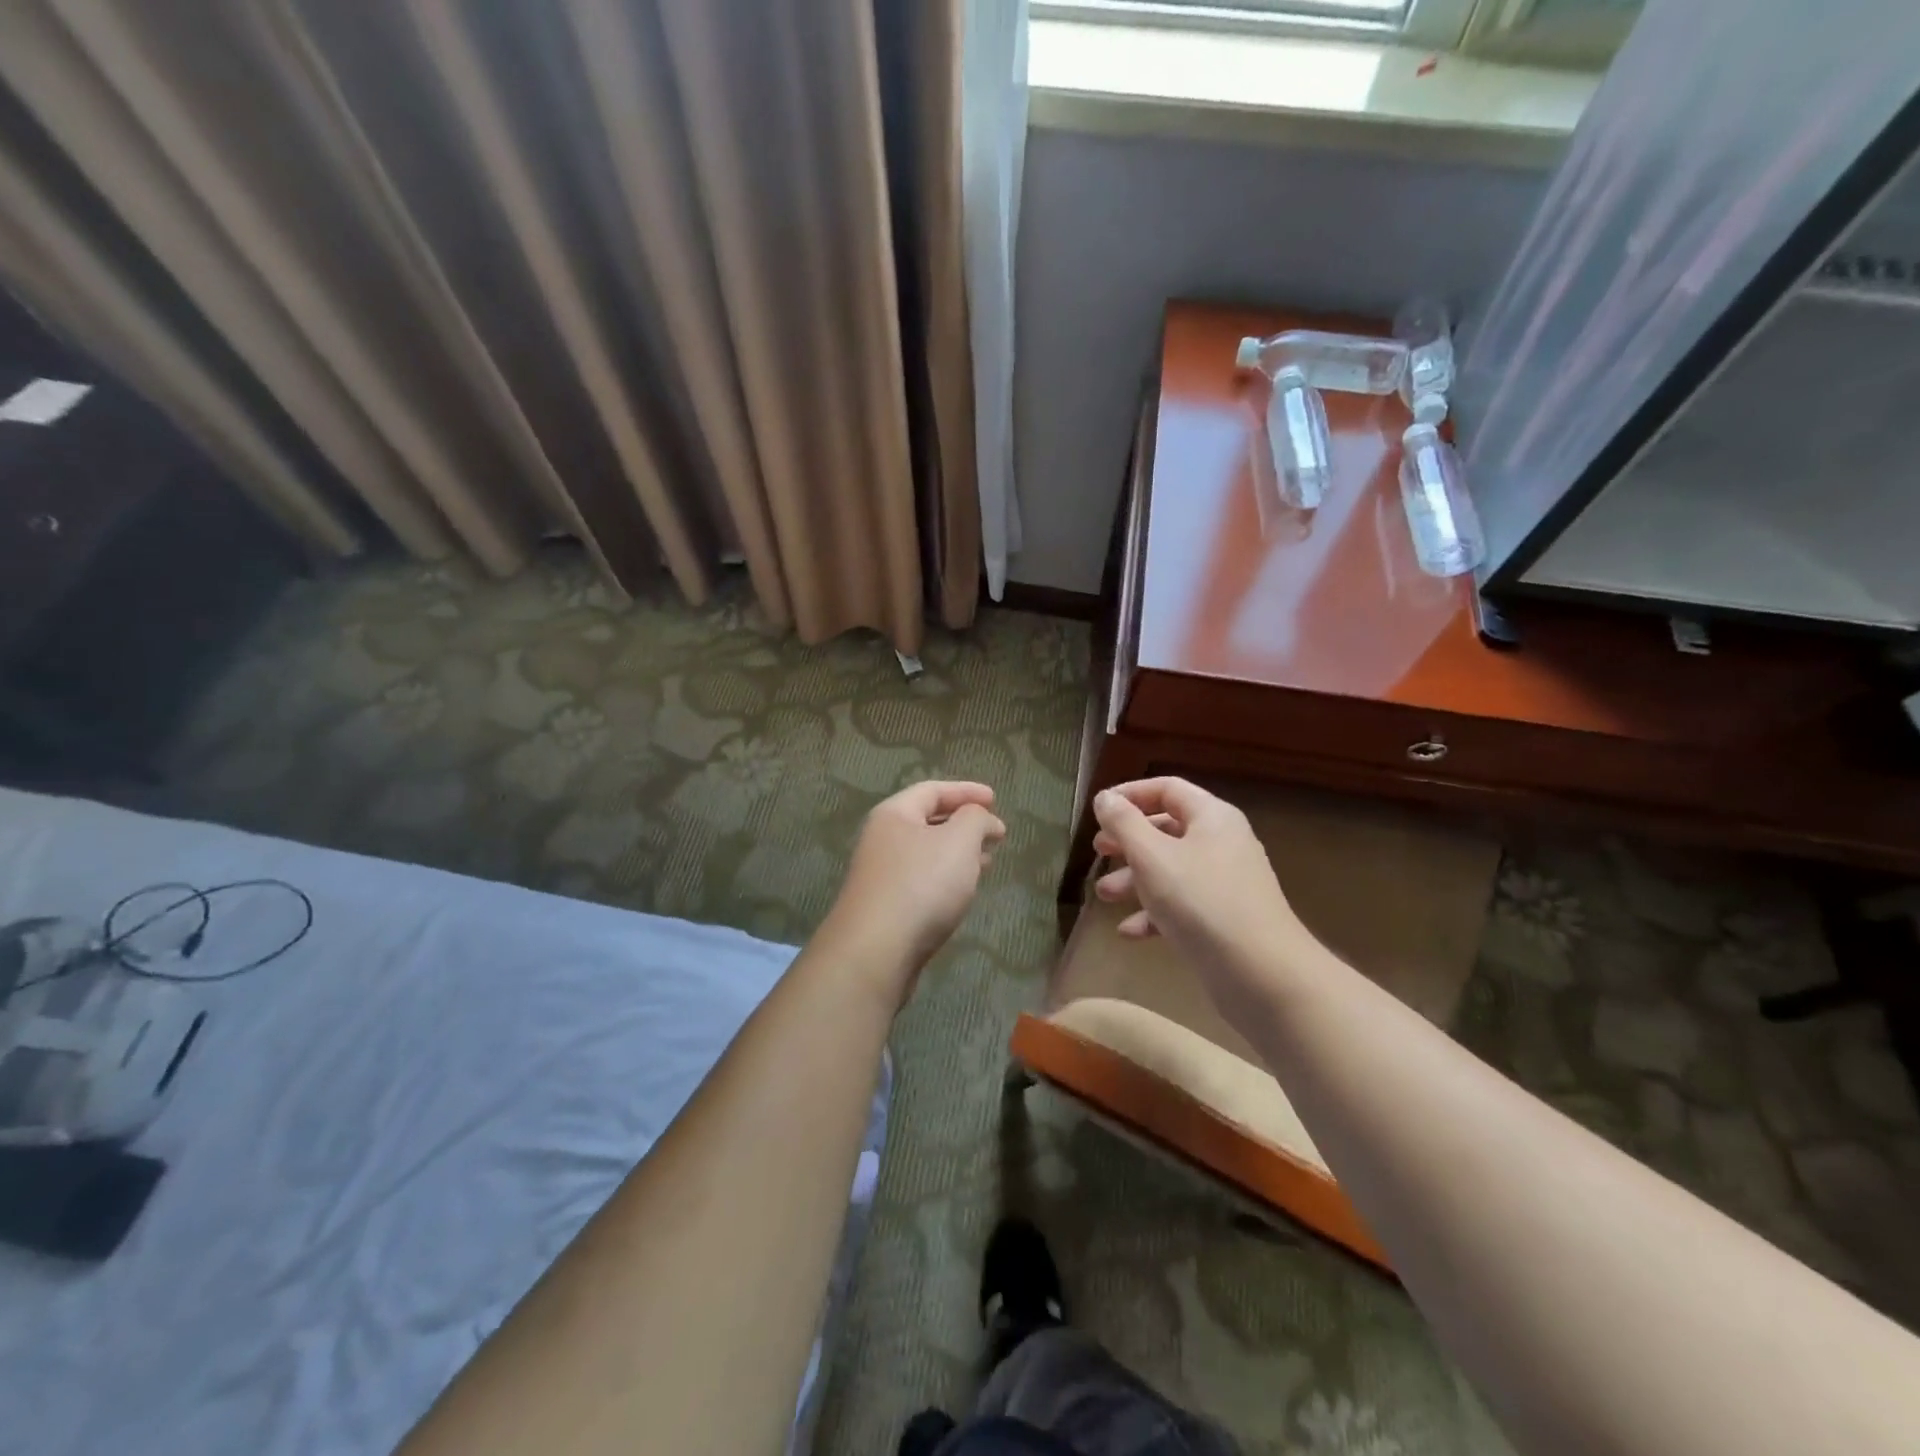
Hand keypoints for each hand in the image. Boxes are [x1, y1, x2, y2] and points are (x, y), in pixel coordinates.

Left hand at [823, 781, 1006, 1003]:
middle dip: (963, 823)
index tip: (996, 799)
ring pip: (926, 854)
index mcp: (894, 814)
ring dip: (957, 853)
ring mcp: (881, 875)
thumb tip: (982, 817)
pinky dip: (946, 878)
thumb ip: (975, 819)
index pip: (932, 790)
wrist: (876, 951)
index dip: (966, 791)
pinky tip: (963, 891)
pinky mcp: (886, 907)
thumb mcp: (959, 841)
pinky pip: (922, 881)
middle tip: (994, 832)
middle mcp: (881, 839)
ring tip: (987, 861)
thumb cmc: (921, 885)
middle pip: (927, 821)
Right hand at [1092, 778, 1308, 994]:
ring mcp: (1225, 883)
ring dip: (1134, 880)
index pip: (1167, 789)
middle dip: (1128, 841)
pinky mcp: (1223, 919)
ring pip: (1171, 870)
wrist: (1262, 974)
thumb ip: (1124, 823)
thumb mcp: (1152, 857)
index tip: (1098, 811)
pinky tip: (1129, 932)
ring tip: (1104, 896)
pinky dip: (1154, 913)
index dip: (1130, 794)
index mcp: (1212, 817)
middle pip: (1166, 829)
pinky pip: (1182, 905)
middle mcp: (1222, 843)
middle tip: (1099, 852)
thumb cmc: (1201, 902)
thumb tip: (1105, 798)